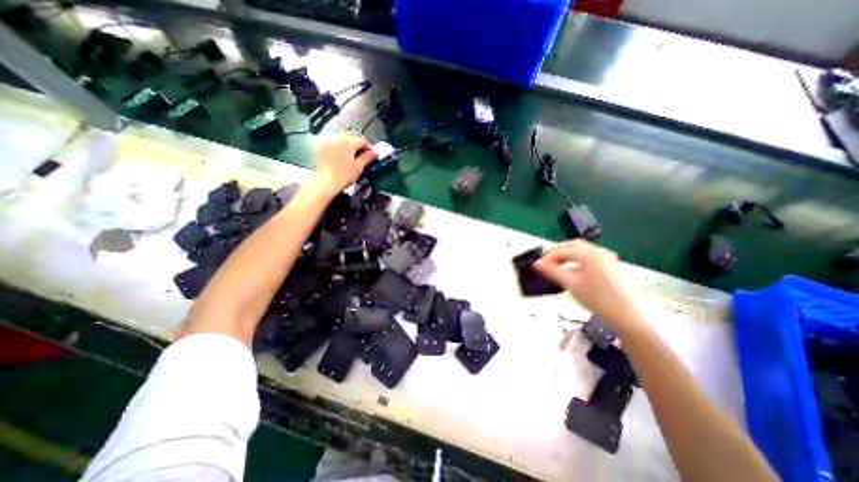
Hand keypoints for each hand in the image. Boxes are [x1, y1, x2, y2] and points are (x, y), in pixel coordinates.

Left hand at [311, 132, 375, 193]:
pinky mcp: (322, 145)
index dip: (368, 147)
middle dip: (358, 142)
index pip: (362, 140)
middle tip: (362, 152)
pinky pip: (333, 139)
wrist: (326, 181)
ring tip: (352, 152)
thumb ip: (367, 157)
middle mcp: (338, 137)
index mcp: (348, 142)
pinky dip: (339, 143)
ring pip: (342, 136)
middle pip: (352, 135)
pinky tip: (341, 152)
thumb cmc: (344, 175)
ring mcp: (329, 140)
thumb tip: (375, 153)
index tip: (371, 154)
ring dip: (349, 141)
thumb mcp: (358, 167)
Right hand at [535, 240, 640, 328]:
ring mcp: (608, 258)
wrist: (630, 315)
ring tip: (557, 264)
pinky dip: (578, 259)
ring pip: (582, 250)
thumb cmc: (598, 299)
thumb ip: (552, 271)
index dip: (548, 257)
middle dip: (558, 251)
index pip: (563, 250)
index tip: (538, 265)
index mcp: (589, 254)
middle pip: (574, 245)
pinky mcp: (612, 266)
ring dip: (568, 254)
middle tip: (546, 261)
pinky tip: (573, 269)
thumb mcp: (571, 284)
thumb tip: (538, 264)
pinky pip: (590, 257)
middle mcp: (600, 252)